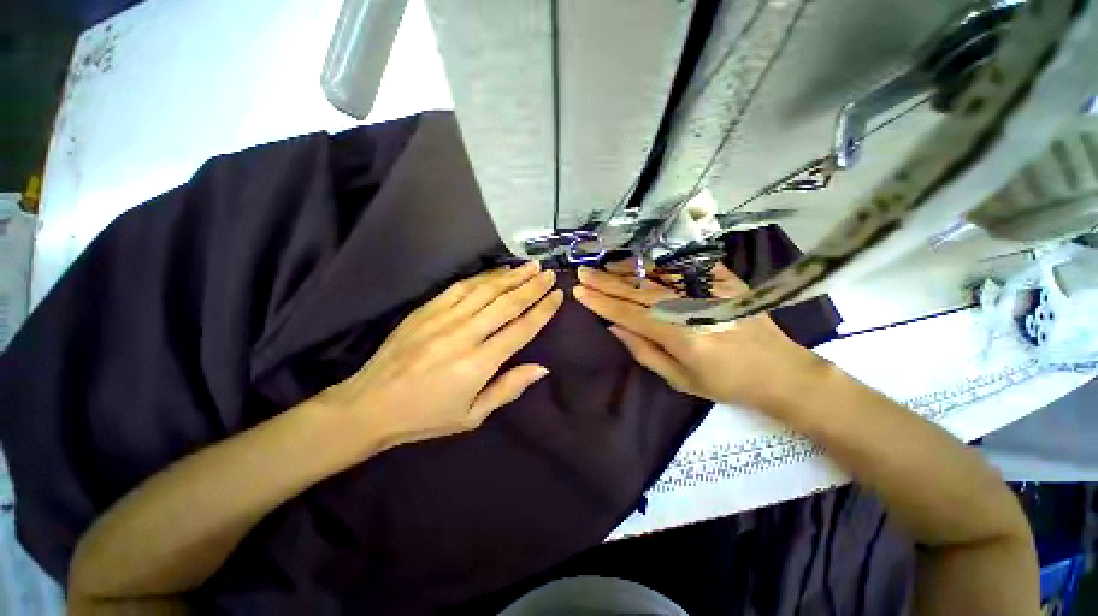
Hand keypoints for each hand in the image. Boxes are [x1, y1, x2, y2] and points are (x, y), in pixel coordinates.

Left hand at [319, 261, 562, 447]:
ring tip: (531, 266)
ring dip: (512, 276)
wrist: (369, 405)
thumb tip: (542, 368)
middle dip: (532, 287)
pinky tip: (498, 271)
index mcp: (478, 363)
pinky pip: (461, 286)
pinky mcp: (427, 309)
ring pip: (486, 290)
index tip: (557, 295)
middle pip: (507, 303)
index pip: (521, 329)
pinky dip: (483, 277)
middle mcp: (464, 335)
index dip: (542, 310)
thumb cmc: (426, 416)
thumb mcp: (473, 416)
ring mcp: (443, 318)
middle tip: (549, 274)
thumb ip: (509, 388)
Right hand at [573, 263, 826, 411]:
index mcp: (680, 335)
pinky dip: (657, 264)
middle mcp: (691, 307)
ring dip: (626, 271)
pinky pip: (682, 268)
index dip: (601, 303)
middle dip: (606, 282)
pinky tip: (639, 262)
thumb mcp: (679, 379)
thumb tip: (614, 325)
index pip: (629, 313)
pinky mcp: (722, 280)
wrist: (780, 371)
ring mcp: (708, 290)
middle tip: (583, 273)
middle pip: (638, 291)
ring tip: (603, 267)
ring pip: (656, 276)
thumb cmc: (726, 383)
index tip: (579, 292)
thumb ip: (643, 350)